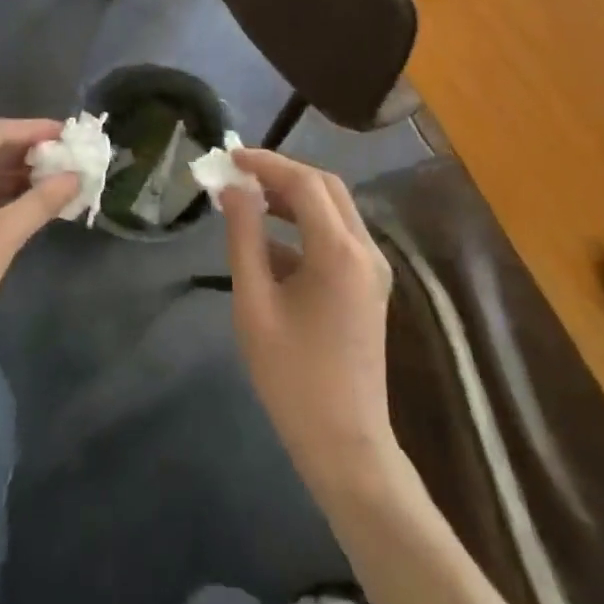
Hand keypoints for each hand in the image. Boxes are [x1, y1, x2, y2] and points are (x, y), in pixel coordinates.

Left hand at [0, 118, 79, 359]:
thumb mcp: (1, 236)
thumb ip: (41, 201)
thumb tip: (77, 176)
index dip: (35, 130)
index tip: (70, 134)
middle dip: (28, 153)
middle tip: (69, 157)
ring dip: (17, 176)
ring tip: (58, 179)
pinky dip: (2, 197)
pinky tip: (31, 204)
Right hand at [221, 150, 396, 485]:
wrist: (346, 446)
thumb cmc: (293, 378)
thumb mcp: (254, 304)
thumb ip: (244, 238)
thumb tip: (235, 189)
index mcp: (339, 251)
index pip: (304, 182)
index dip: (266, 163)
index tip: (230, 158)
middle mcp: (365, 249)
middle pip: (325, 187)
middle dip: (282, 174)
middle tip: (240, 175)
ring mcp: (373, 267)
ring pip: (334, 209)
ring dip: (294, 197)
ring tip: (248, 200)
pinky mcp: (370, 284)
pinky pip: (338, 236)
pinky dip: (305, 226)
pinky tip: (269, 244)